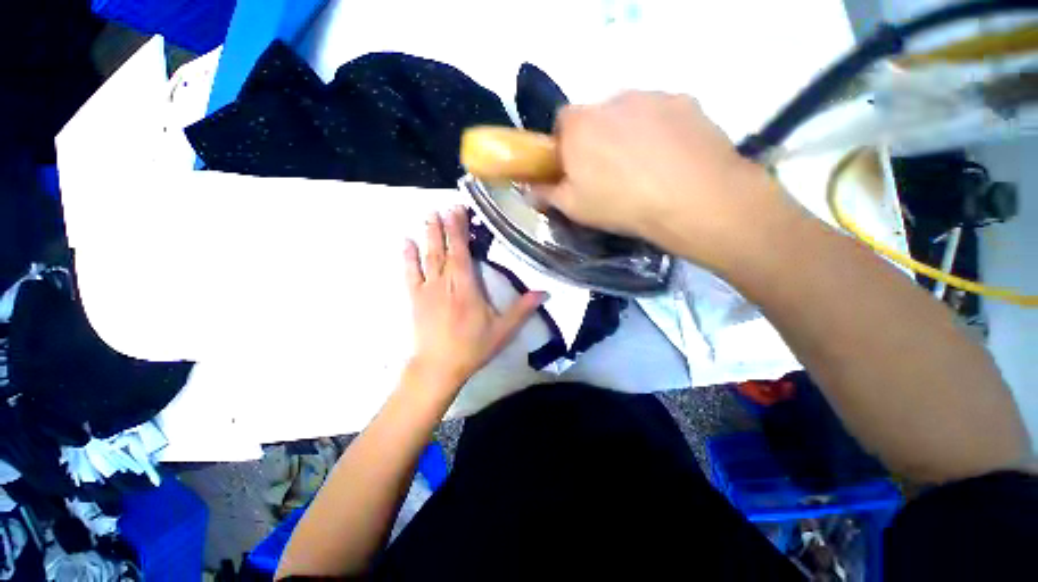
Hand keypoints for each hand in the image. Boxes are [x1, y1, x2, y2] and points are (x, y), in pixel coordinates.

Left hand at [404, 207, 545, 389]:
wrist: (439, 367)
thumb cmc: (472, 347)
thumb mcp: (503, 330)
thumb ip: (522, 309)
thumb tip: (544, 292)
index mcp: (466, 287)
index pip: (462, 252)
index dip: (459, 230)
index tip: (458, 210)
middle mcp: (445, 282)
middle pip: (444, 249)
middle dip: (444, 226)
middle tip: (444, 206)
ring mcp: (427, 289)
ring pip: (427, 256)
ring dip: (428, 235)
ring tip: (428, 215)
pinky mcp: (415, 298)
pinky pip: (410, 273)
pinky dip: (408, 256)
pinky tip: (406, 242)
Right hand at [534, 92, 795, 272]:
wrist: (692, 198)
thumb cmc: (621, 204)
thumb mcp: (574, 207)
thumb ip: (547, 194)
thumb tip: (529, 190)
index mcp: (579, 126)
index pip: (561, 123)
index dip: (565, 146)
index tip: (575, 168)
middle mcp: (611, 100)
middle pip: (596, 117)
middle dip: (597, 140)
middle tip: (610, 173)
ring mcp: (650, 96)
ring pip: (629, 114)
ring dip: (629, 134)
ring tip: (645, 168)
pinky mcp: (683, 100)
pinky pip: (660, 113)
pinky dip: (659, 130)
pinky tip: (670, 158)